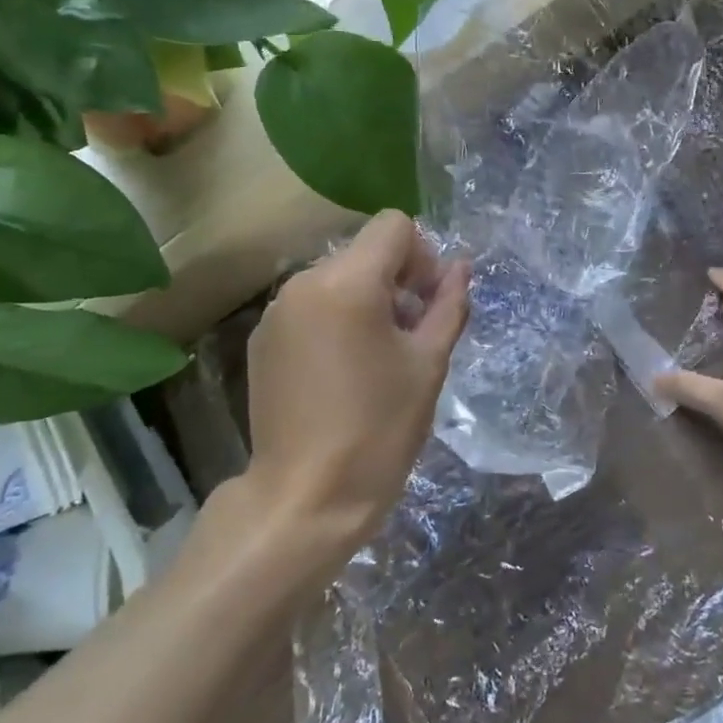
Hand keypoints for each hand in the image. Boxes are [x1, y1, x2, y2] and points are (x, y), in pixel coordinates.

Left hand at [237, 211, 469, 576]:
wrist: (305, 498)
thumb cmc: (379, 429)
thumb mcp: (428, 364)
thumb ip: (448, 304)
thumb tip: (460, 267)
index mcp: (347, 282)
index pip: (393, 225)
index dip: (421, 256)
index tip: (426, 304)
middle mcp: (304, 282)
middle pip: (364, 251)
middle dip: (395, 280)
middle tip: (409, 337)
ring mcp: (276, 311)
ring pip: (336, 278)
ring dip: (365, 301)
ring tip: (375, 358)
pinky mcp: (262, 339)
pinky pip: (310, 306)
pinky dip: (334, 320)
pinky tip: (340, 372)